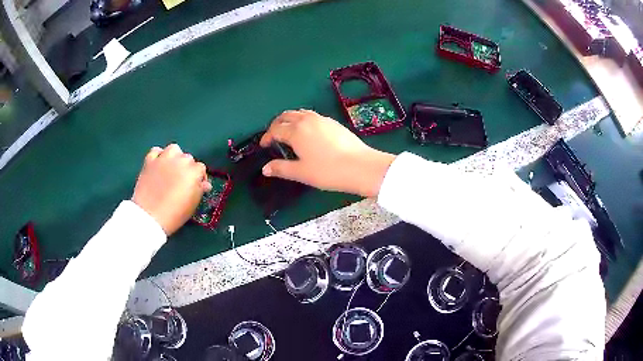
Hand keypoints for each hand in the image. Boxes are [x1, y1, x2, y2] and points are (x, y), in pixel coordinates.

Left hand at [132, 144, 211, 234]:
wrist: (150, 216)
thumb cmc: (175, 214)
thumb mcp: (192, 205)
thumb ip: (199, 190)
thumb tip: (204, 184)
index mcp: (193, 172)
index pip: (201, 168)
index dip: (199, 178)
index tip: (196, 187)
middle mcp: (180, 160)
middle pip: (188, 158)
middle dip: (187, 168)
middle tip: (182, 181)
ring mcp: (164, 158)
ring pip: (174, 149)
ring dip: (175, 157)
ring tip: (172, 168)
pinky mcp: (149, 160)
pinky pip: (156, 151)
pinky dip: (158, 156)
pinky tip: (158, 164)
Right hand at [260, 109, 394, 196]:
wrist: (360, 166)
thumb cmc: (328, 171)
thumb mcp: (301, 172)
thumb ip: (281, 168)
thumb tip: (265, 169)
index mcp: (296, 131)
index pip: (275, 129)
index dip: (267, 137)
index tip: (263, 145)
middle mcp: (307, 120)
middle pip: (286, 116)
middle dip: (276, 124)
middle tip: (273, 136)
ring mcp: (322, 119)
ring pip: (300, 113)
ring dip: (290, 120)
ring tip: (289, 132)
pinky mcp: (333, 122)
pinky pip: (312, 116)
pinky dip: (303, 120)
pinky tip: (308, 133)